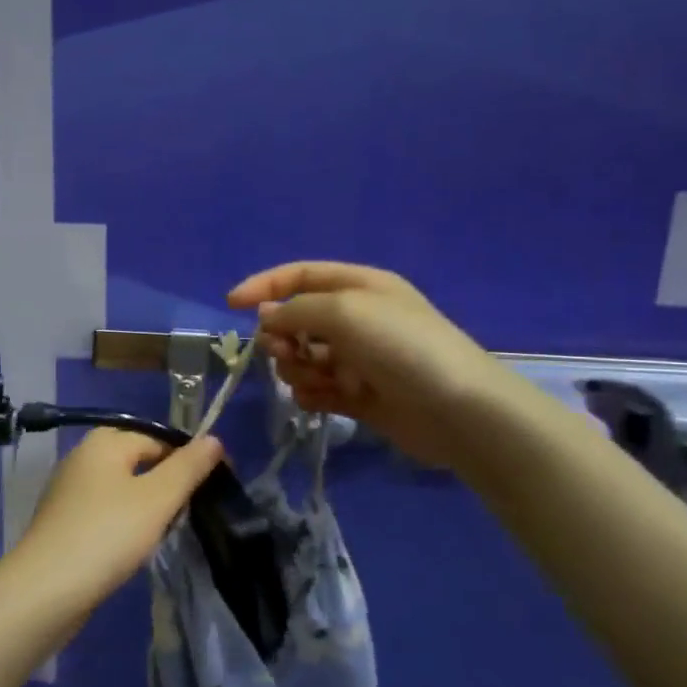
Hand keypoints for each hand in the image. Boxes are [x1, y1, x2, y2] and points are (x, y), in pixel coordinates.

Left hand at [7, 429, 224, 605]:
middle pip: (139, 461)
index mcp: (104, 442)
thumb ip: (188, 467)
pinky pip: (105, 511)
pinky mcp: (63, 521)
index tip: (216, 486)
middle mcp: (82, 457)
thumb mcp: (157, 498)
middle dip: (168, 483)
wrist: (45, 590)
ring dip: (147, 506)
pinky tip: (133, 546)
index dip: (190, 458)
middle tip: (190, 512)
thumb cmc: (107, 535)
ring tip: (165, 532)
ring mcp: (69, 490)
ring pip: (122, 488)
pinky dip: (124, 523)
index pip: (159, 438)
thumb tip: (213, 439)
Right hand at [228, 261, 511, 467]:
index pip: (300, 276)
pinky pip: (316, 389)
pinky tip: (319, 401)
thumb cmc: (401, 347)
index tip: (231, 305)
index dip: (264, 286)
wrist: (456, 409)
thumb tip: (266, 317)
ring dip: (297, 369)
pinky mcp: (358, 395)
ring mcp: (357, 359)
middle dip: (282, 337)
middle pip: (296, 320)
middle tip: (286, 353)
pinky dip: (310, 394)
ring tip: (316, 380)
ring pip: (302, 358)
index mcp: (358, 287)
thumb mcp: (345, 312)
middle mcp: (356, 319)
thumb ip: (296, 310)